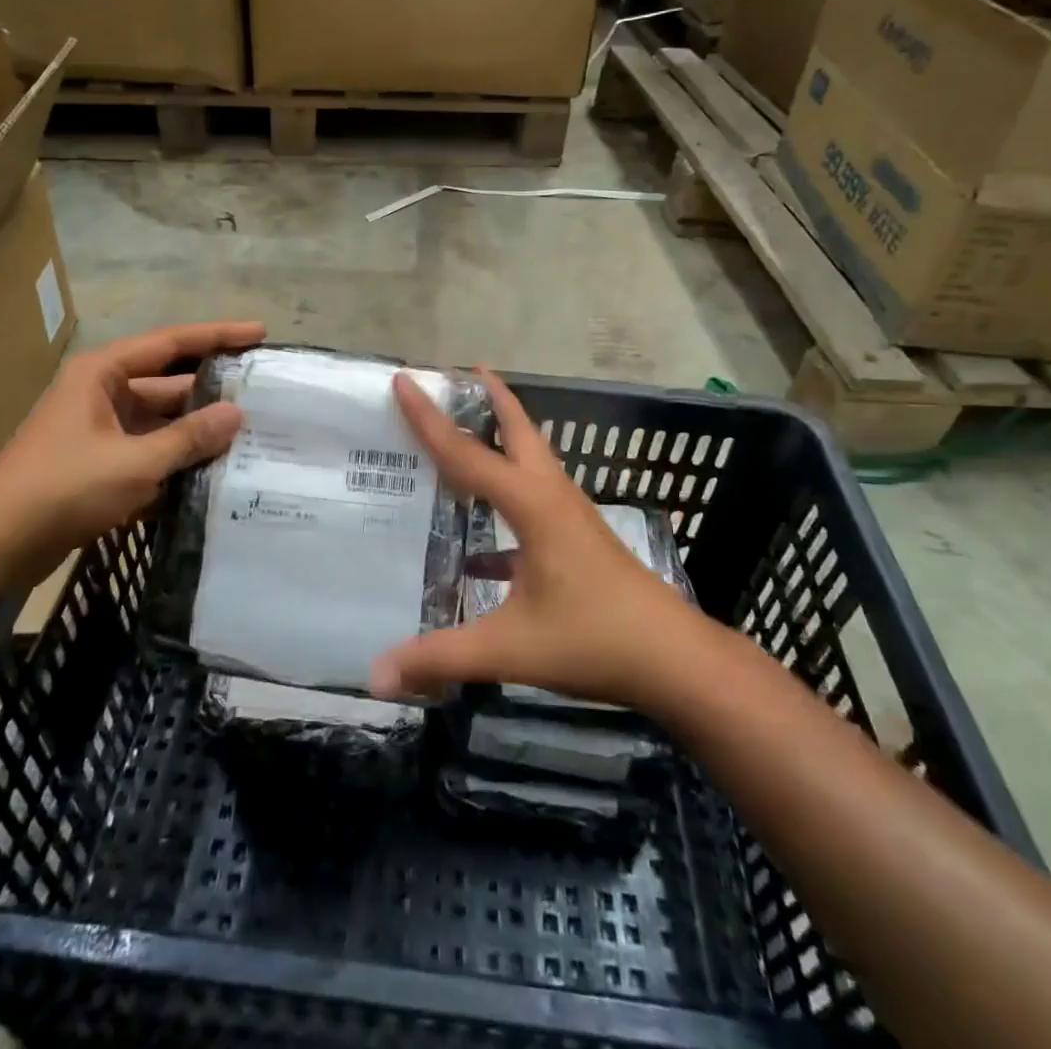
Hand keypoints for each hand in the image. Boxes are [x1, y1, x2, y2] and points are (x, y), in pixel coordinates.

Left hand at [0, 320, 264, 568]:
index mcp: (104, 374)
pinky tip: (215, 474)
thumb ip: (188, 437)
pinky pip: (150, 453)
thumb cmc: (62, 487)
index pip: (171, 343)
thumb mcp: (134, 461)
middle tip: (264, 395)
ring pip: (162, 423)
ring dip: (198, 432)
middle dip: (213, 391)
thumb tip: (236, 415)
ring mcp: (101, 432)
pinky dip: (177, 461)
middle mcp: (103, 394)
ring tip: (251, 436)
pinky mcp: (100, 466)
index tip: (260, 333)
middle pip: (170, 384)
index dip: (218, 336)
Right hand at [369, 367, 704, 710]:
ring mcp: (569, 518)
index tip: (406, 380)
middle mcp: (552, 498)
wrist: (674, 659)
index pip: (468, 454)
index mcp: (532, 506)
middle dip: (490, 399)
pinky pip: (533, 503)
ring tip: (467, 433)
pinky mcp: (577, 541)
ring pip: (530, 462)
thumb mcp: (511, 648)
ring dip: (501, 439)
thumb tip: (375, 676)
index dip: (430, 418)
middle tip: (459, 373)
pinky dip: (506, 501)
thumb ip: (442, 657)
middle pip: (518, 431)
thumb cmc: (595, 639)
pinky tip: (477, 548)